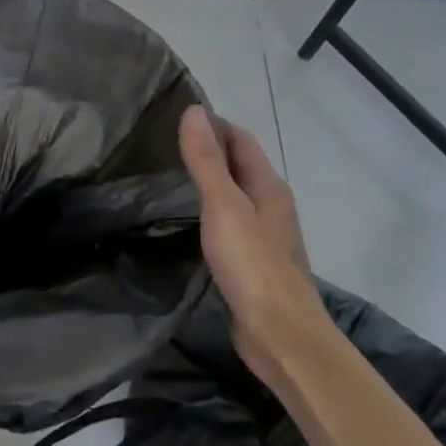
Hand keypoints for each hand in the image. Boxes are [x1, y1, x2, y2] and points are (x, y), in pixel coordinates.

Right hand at [178, 104, 325, 381]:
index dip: (213, 124)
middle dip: (210, 149)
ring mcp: (266, 235)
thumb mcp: (223, 206)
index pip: (241, 139)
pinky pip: (232, 223)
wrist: (281, 334)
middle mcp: (271, 204)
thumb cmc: (252, 265)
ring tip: (172, 176)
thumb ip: (207, 160)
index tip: (175, 116)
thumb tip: (194, 110)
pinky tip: (191, 221)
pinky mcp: (256, 262)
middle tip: (165, 143)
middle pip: (241, 165)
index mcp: (268, 186)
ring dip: (211, 181)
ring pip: (237, 195)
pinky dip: (211, 211)